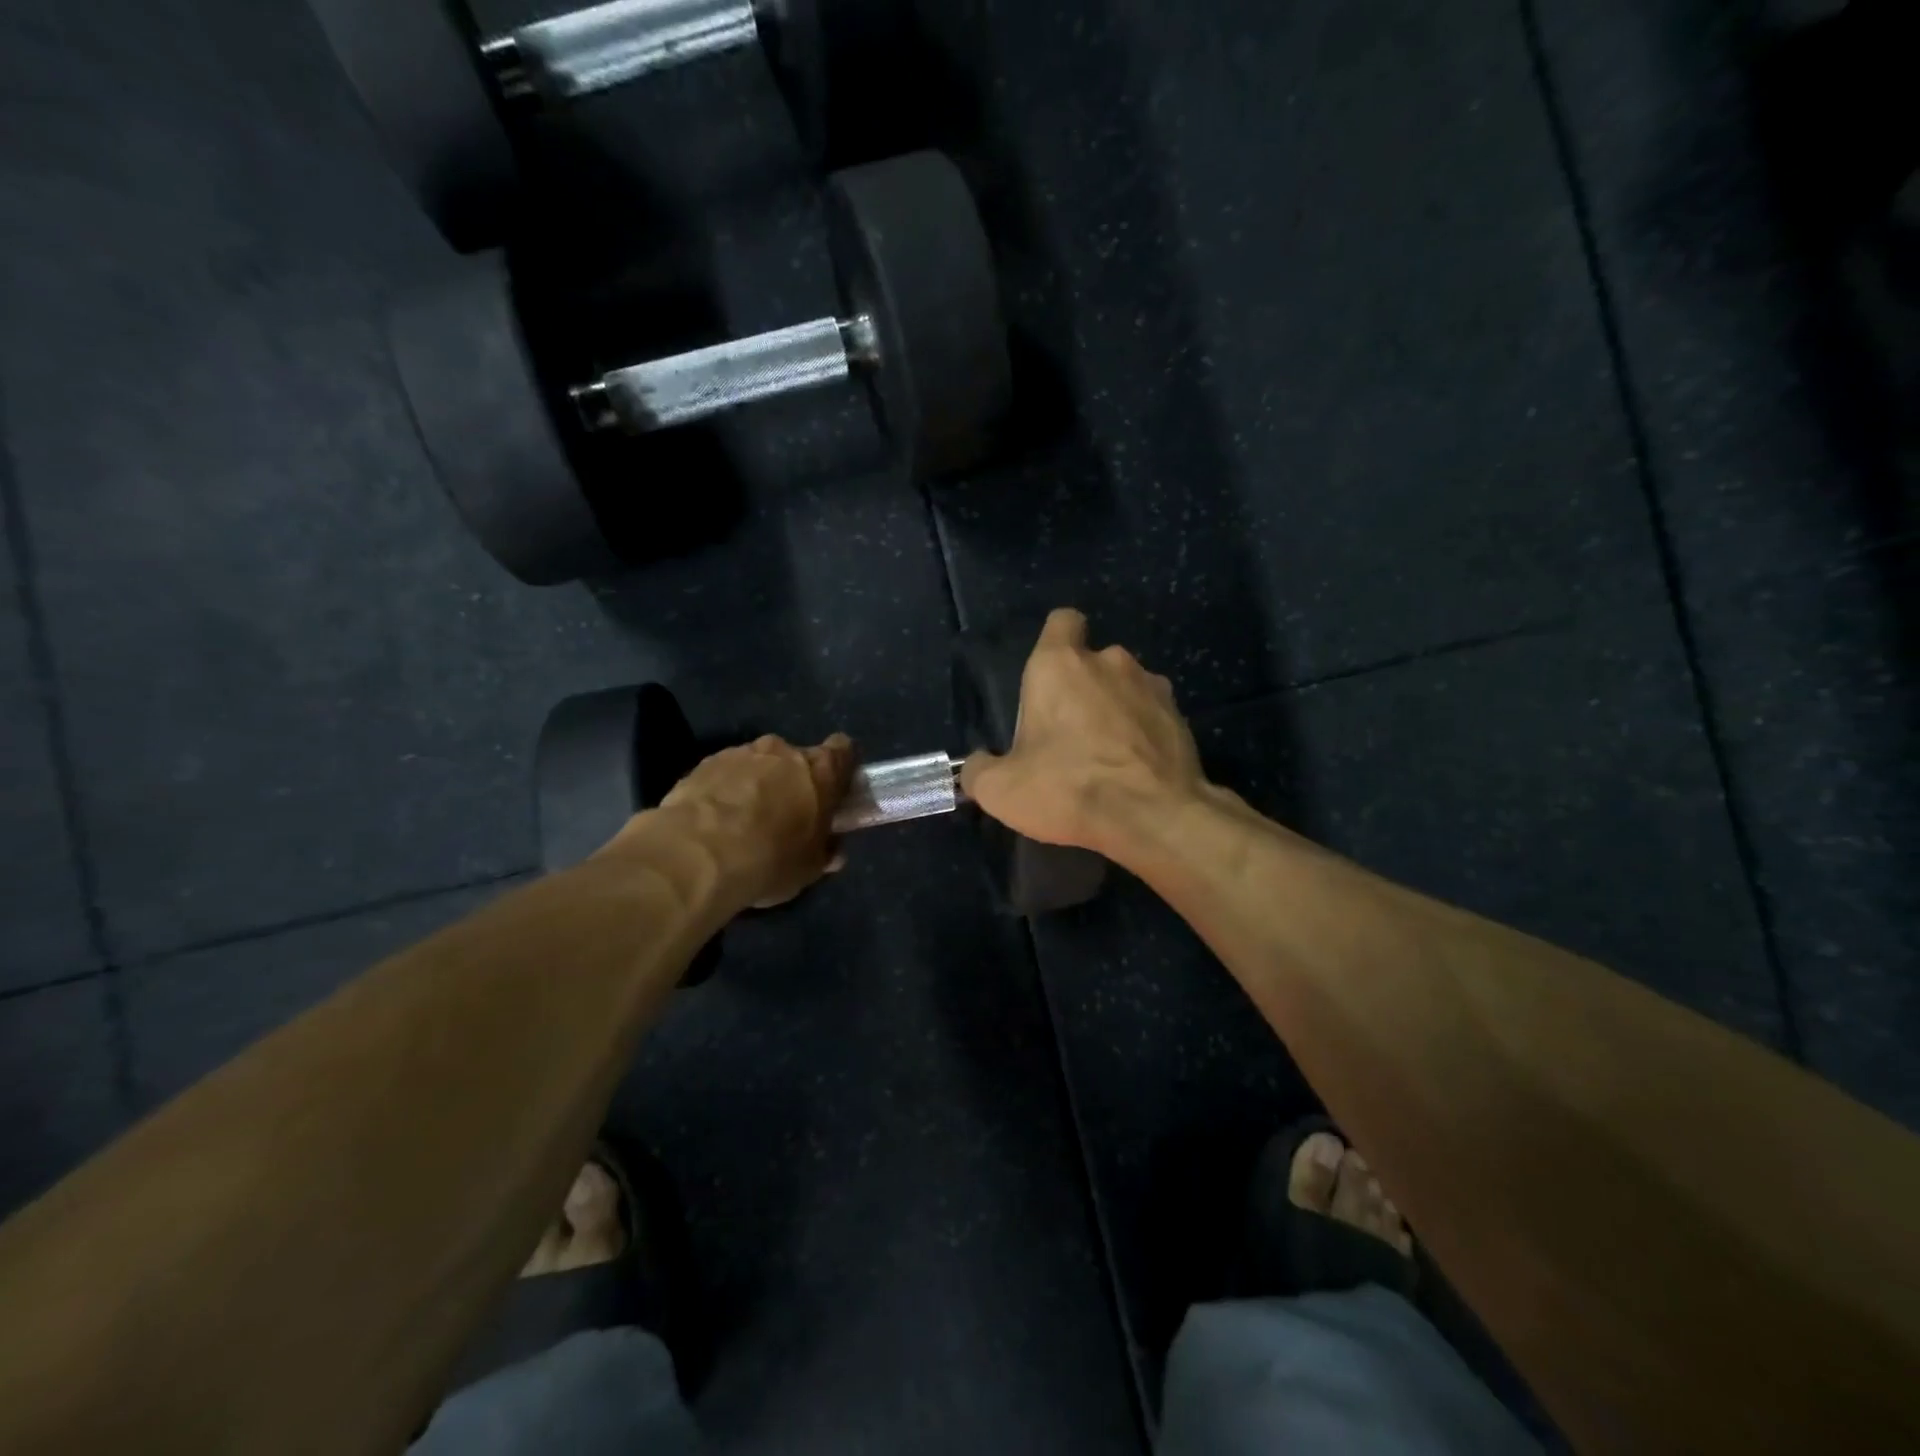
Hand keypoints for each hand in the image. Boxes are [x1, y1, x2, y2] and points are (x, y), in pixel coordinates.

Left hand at [632, 733, 854, 907]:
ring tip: (742, 823)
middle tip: (786, 815)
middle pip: (796, 758)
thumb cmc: (771, 858)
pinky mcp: (703, 764)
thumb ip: (824, 852)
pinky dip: (724, 791)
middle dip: (793, 780)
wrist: (698, 854)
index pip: (844, 750)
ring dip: (756, 785)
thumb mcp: (808, 868)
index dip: (841, 768)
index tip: (834, 790)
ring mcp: (740, 753)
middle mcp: (783, 751)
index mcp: (820, 770)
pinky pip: (724, 774)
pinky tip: (714, 824)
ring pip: (757, 764)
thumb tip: (832, 851)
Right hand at [961, 609, 1207, 862]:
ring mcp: (1151, 685)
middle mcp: (1109, 661)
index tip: (1047, 677)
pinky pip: (1152, 714)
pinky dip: (1142, 732)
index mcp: (1059, 665)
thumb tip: (977, 766)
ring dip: (1114, 709)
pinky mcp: (1179, 716)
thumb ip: (980, 770)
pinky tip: (1135, 768)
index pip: (1061, 621)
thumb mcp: (1001, 790)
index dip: (1055, 641)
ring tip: (1106, 753)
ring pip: (1125, 686)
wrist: (1154, 817)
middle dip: (1081, 688)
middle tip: (1068, 733)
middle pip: (1092, 661)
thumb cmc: (1068, 788)